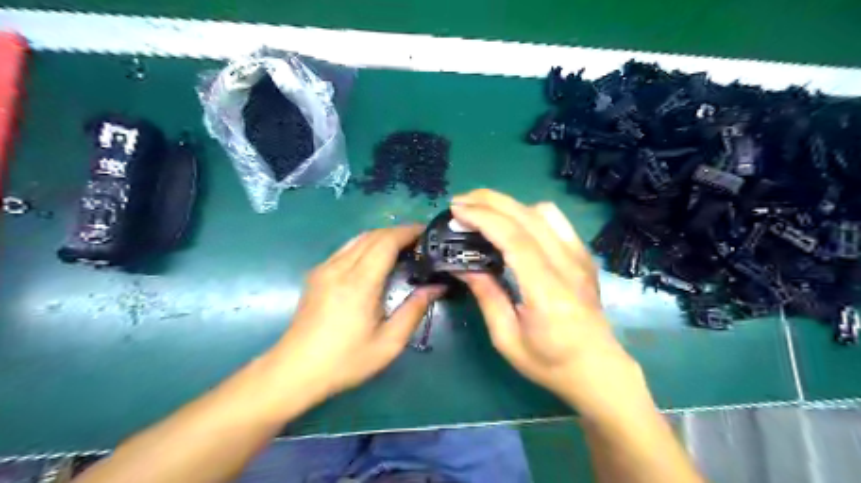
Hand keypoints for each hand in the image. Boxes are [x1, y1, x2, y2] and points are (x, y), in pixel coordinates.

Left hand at [269, 224, 442, 400]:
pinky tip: (375, 259)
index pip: (386, 242)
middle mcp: (339, 268)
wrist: (295, 371)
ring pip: (357, 239)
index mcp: (359, 283)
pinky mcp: (316, 274)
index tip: (427, 232)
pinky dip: (366, 245)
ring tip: (402, 247)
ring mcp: (324, 269)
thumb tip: (437, 287)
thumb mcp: (388, 343)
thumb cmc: (345, 360)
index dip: (408, 232)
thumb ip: (414, 311)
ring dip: (382, 237)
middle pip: (372, 235)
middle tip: (420, 241)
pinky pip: (346, 249)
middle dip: (398, 232)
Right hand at [451, 190, 645, 416]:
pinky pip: (557, 221)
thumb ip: (487, 296)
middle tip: (460, 201)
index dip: (484, 218)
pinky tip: (514, 222)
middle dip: (490, 201)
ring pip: (544, 212)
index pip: (514, 239)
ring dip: (509, 204)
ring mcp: (579, 257)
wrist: (598, 369)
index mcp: (547, 291)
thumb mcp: (507, 339)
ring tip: (482, 210)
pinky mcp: (583, 256)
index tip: (457, 210)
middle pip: (527, 216)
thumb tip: (463, 266)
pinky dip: (529, 212)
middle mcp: (567, 265)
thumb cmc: (550, 362)